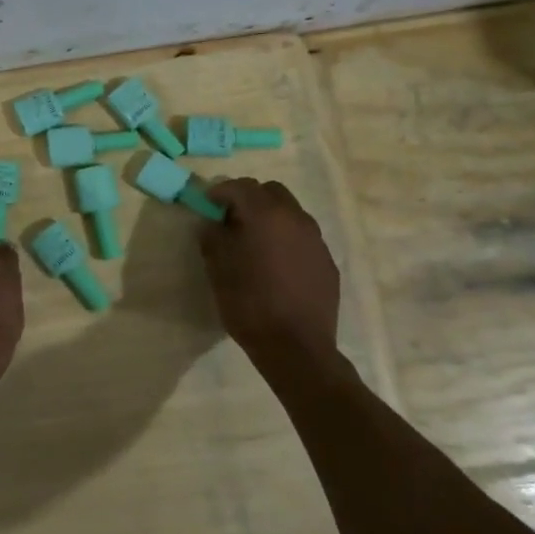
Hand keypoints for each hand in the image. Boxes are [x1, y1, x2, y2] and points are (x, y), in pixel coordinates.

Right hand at [199, 179, 349, 388]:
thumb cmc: (249, 304)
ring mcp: (316, 240)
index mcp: (265, 215)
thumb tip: (212, 224)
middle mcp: (295, 219)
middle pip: (271, 192)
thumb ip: (212, 238)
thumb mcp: (218, 269)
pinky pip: (303, 238)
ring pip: (291, 213)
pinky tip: (277, 265)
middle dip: (250, 199)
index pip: (240, 186)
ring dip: (271, 218)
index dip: (220, 191)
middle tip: (232, 220)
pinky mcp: (327, 262)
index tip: (207, 204)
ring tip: (255, 243)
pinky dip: (287, 240)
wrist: (296, 347)